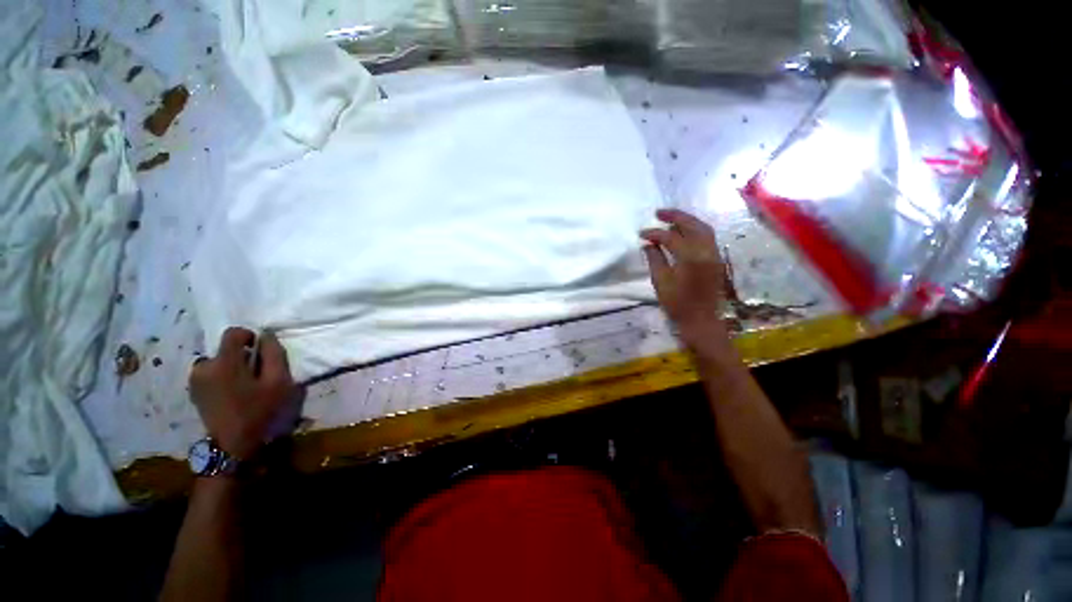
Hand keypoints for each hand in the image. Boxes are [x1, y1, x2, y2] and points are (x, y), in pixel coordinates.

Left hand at [189, 328, 296, 459]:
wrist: (233, 444)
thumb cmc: (259, 410)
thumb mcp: (279, 381)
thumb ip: (274, 354)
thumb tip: (266, 336)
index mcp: (224, 362)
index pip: (233, 333)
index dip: (249, 336)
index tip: (260, 351)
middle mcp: (204, 366)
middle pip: (225, 348)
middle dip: (241, 356)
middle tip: (255, 374)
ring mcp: (195, 380)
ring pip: (217, 361)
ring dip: (231, 366)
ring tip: (243, 384)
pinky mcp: (193, 391)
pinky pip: (209, 373)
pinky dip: (221, 376)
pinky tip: (231, 392)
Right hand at [641, 209, 729, 351]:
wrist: (702, 321)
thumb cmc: (678, 304)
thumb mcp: (661, 282)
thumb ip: (655, 259)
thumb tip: (648, 244)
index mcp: (691, 258)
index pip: (671, 238)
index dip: (655, 233)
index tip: (641, 233)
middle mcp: (707, 251)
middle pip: (693, 225)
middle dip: (675, 216)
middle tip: (658, 212)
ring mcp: (715, 254)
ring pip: (703, 229)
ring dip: (687, 221)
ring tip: (670, 220)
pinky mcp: (717, 260)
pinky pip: (707, 237)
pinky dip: (695, 230)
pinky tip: (683, 233)